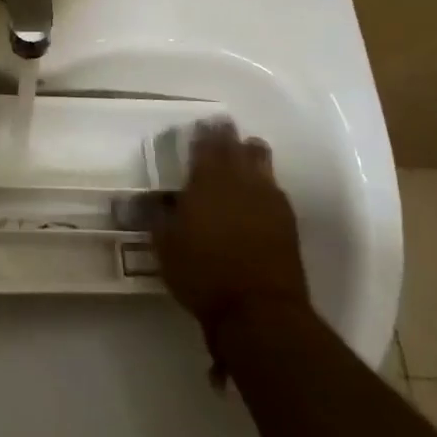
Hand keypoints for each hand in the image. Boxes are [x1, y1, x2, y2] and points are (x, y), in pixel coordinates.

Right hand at [154, 120, 310, 337]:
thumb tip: (148, 197)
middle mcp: (240, 180)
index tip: (200, 125)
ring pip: (262, 161)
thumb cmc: (202, 273)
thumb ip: (157, 214)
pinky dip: (264, 182)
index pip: (206, 143)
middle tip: (221, 131)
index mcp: (207, 180)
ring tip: (242, 155)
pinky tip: (258, 191)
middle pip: (238, 146)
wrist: (257, 311)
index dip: (203, 132)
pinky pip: (275, 187)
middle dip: (228, 136)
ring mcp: (269, 198)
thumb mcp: (164, 243)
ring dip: (250, 154)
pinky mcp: (288, 220)